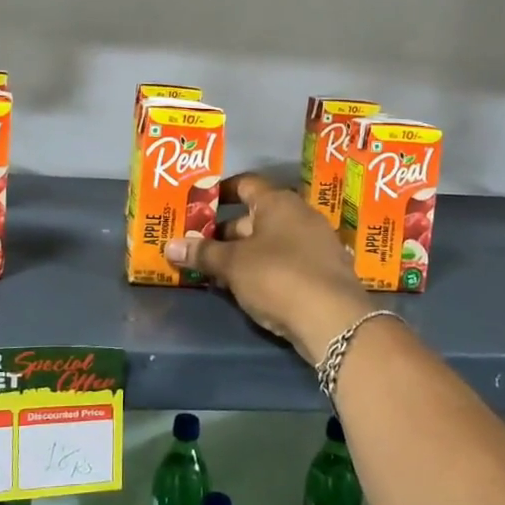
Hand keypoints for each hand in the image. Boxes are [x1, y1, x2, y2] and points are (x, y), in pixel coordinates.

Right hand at [165, 173, 373, 365]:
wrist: (334, 320)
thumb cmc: (278, 277)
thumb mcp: (233, 265)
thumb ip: (202, 253)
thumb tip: (169, 245)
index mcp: (278, 202)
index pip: (245, 184)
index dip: (220, 192)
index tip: (198, 204)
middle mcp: (300, 215)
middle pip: (255, 216)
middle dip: (226, 231)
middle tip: (198, 246)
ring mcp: (316, 244)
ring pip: (270, 242)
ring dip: (244, 254)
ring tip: (216, 271)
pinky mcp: (323, 272)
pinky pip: (286, 262)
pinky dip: (264, 270)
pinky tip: (247, 288)